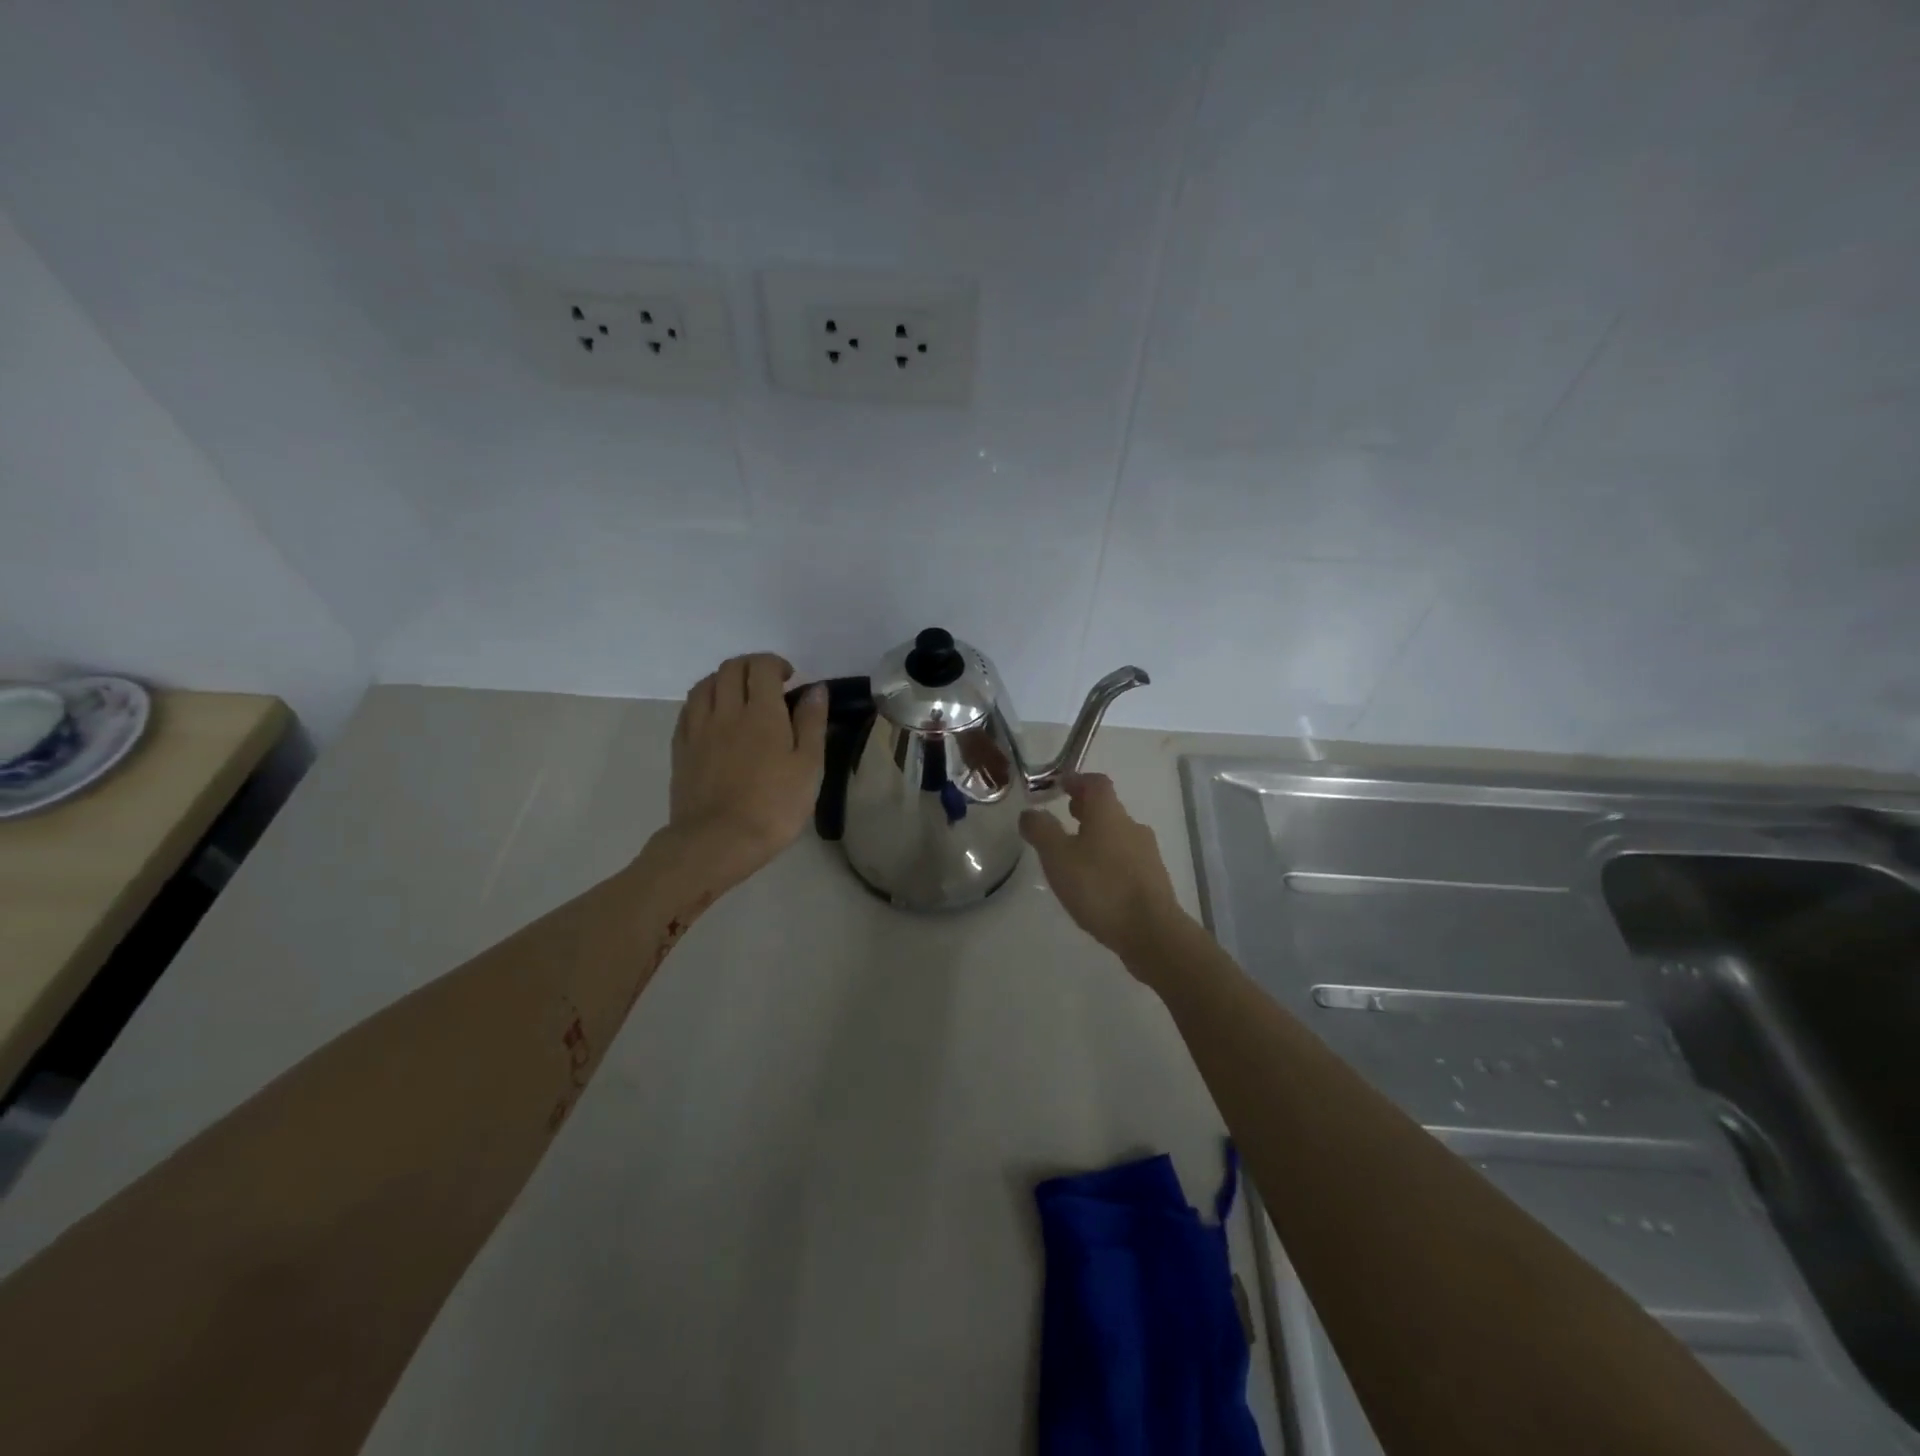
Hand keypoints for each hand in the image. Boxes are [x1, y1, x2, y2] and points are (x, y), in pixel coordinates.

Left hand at [668, 653, 826, 887]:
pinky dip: (704, 700)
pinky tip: (714, 716)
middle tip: (769, 684)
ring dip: (725, 679)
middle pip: (731, 668)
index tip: (790, 679)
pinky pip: (689, 709)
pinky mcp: (681, 748)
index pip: (762, 667)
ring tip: (740, 696)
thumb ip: (812, 723)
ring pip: (705, 684)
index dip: (776, 664)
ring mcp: (698, 729)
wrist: (718, 842)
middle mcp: (726, 711)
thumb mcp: (809, 767)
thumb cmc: (774, 806)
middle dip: (752, 666)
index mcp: (762, 713)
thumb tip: (815, 688)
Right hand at [1019, 773, 1185, 968]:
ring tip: (1075, 854)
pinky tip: (1096, 882)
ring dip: (1097, 835)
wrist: (1152, 932)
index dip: (1077, 780)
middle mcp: (1132, 826)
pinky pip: (1126, 859)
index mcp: (1109, 814)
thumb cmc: (1100, 887)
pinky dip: (1108, 860)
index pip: (1096, 783)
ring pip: (1118, 834)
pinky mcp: (1153, 879)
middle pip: (1108, 808)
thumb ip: (1041, 830)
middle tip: (1064, 816)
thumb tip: (1030, 812)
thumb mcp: (1058, 857)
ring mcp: (1147, 853)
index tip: (1060, 786)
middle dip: (1085, 809)